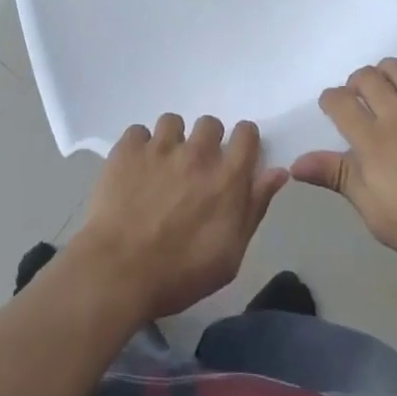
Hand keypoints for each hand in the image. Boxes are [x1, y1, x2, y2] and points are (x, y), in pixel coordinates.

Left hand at [66, 115, 288, 323]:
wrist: (119, 270)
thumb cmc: (181, 273)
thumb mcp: (230, 254)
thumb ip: (255, 207)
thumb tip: (277, 172)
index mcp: (227, 177)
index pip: (247, 133)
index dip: (244, 142)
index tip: (236, 158)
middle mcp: (197, 152)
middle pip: (210, 123)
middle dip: (207, 141)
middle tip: (195, 170)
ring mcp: (160, 146)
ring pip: (173, 122)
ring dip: (172, 141)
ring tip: (162, 168)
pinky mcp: (128, 148)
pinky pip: (139, 132)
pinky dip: (139, 147)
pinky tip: (135, 171)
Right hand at [291, 46, 396, 287]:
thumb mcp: (378, 216)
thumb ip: (339, 180)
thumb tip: (296, 162)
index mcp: (374, 142)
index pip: (340, 104)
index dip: (331, 100)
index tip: (332, 107)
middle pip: (368, 79)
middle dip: (357, 82)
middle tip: (360, 94)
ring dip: (387, 68)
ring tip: (386, 77)